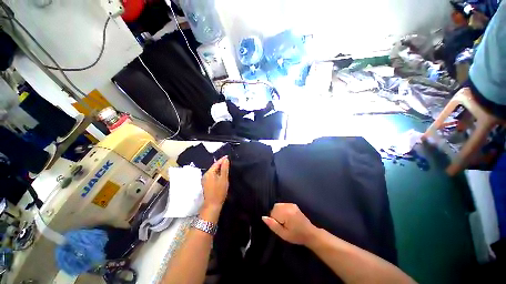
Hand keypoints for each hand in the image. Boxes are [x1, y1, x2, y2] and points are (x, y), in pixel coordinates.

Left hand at [201, 156, 229, 210]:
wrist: (212, 205)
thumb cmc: (219, 192)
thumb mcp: (224, 179)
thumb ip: (225, 168)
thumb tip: (226, 159)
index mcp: (209, 173)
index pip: (216, 163)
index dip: (222, 159)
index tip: (228, 156)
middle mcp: (206, 175)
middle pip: (214, 166)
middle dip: (221, 163)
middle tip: (228, 160)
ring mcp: (205, 180)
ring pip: (214, 171)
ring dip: (219, 168)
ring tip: (226, 166)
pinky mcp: (207, 184)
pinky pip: (213, 175)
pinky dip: (218, 172)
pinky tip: (222, 173)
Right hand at [262, 203, 316, 245]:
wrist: (310, 234)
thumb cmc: (296, 236)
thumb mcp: (283, 234)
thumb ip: (273, 225)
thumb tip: (263, 217)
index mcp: (286, 213)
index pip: (272, 213)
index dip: (274, 220)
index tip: (280, 227)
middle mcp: (288, 206)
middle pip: (275, 207)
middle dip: (275, 215)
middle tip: (282, 225)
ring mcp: (291, 204)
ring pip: (278, 205)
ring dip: (278, 212)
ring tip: (285, 221)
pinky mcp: (293, 204)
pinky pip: (282, 205)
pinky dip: (282, 210)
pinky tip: (287, 217)